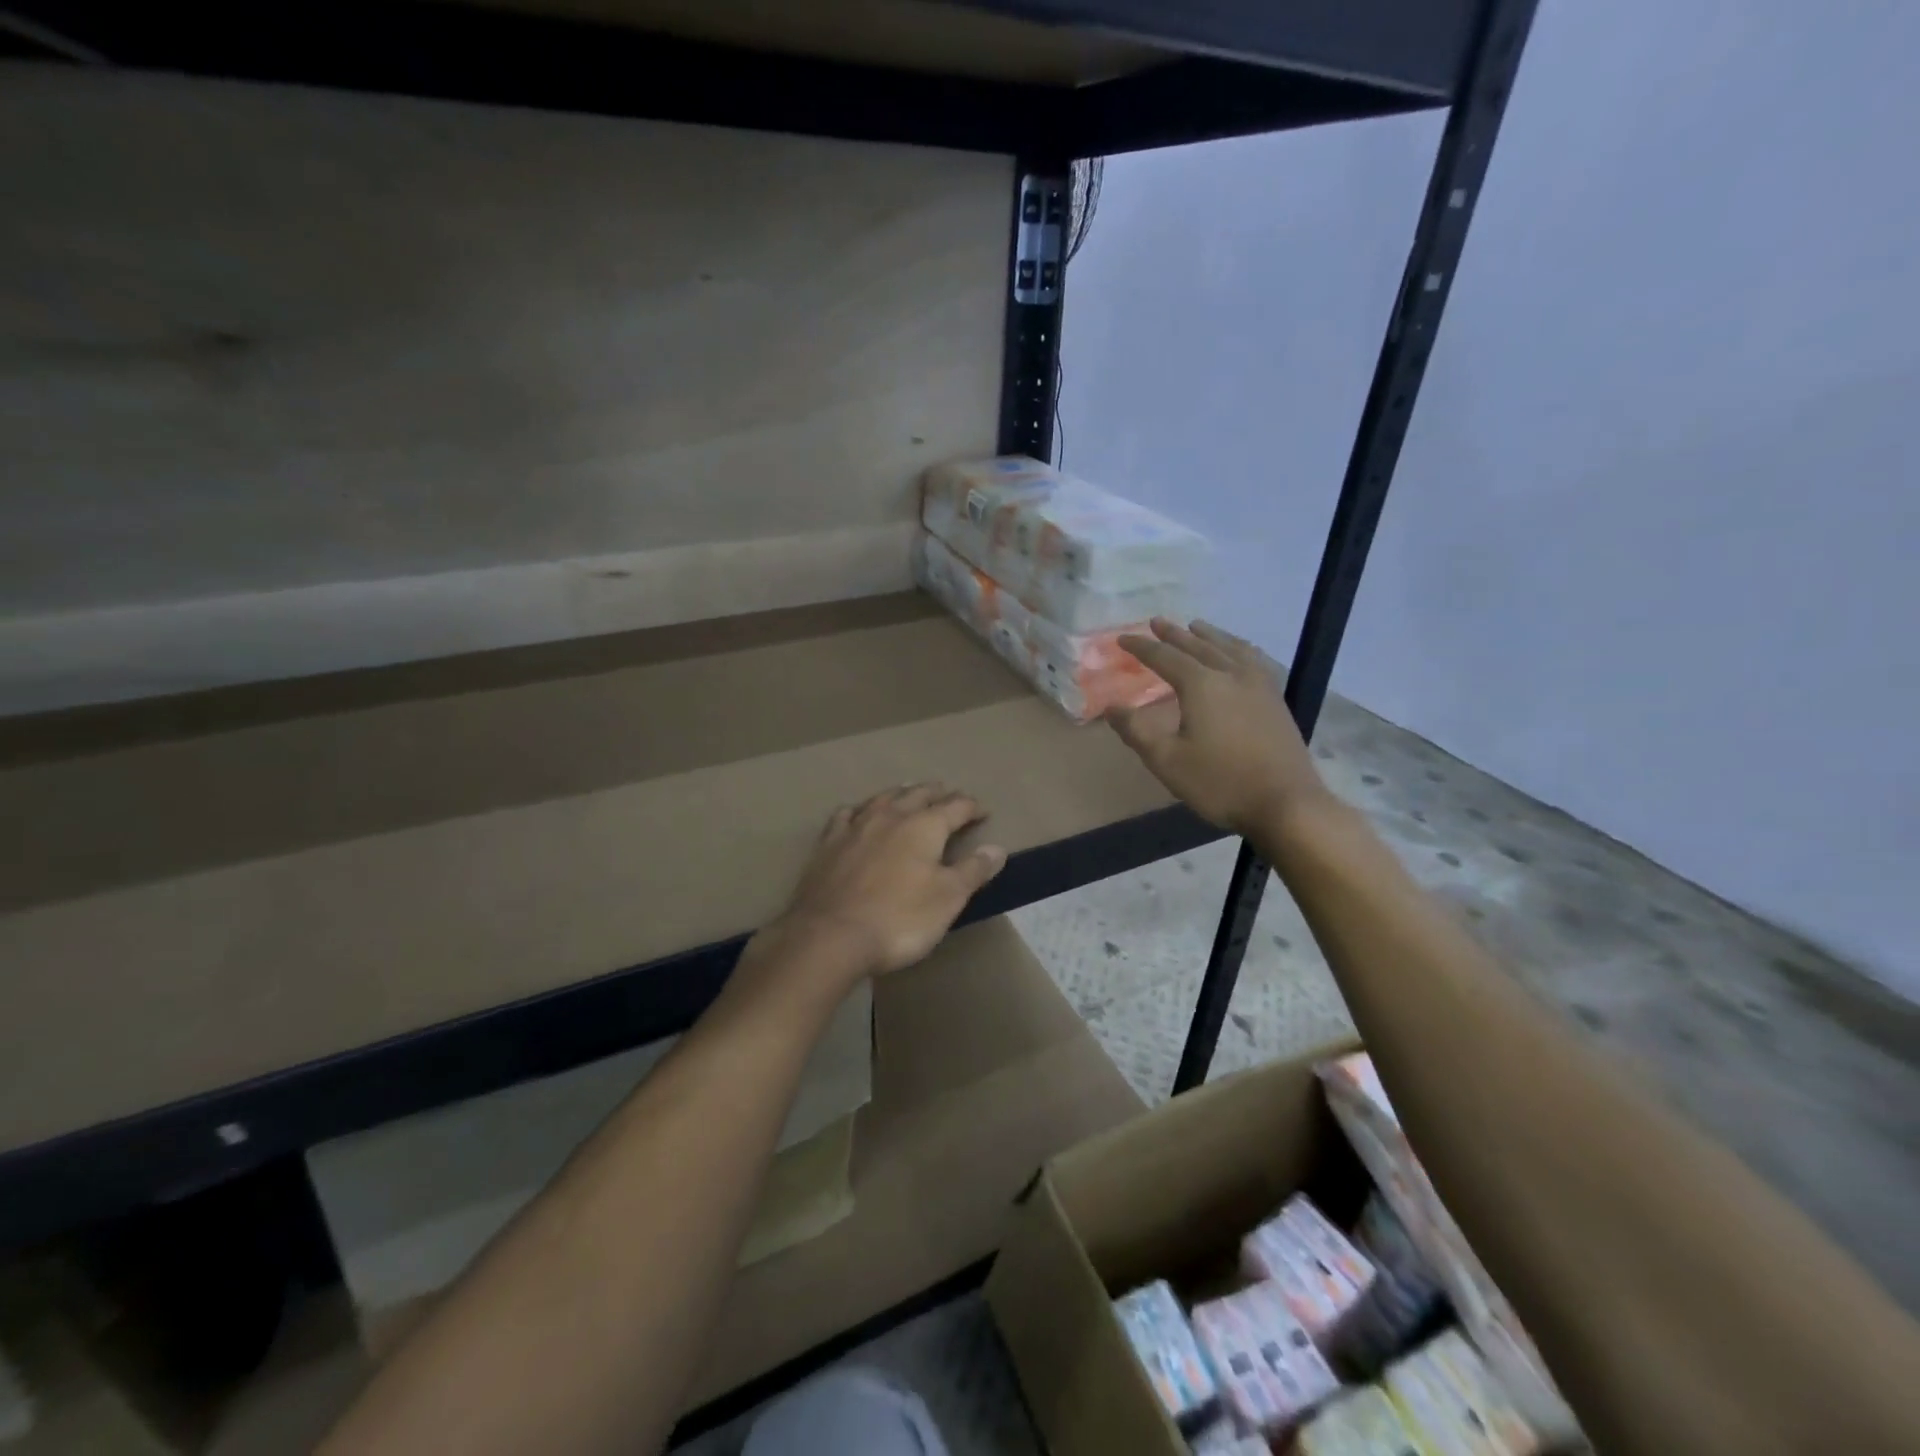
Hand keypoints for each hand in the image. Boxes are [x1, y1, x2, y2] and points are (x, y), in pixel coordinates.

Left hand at [762, 785, 1007, 983]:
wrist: (830, 935)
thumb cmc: (899, 919)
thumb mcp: (948, 899)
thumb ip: (973, 870)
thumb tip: (997, 848)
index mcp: (924, 826)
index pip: (956, 807)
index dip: (972, 807)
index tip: (983, 811)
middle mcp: (891, 816)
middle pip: (918, 795)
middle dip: (937, 793)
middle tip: (948, 794)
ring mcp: (856, 826)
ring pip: (883, 798)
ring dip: (901, 793)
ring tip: (910, 792)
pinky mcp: (828, 843)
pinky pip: (847, 814)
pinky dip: (860, 809)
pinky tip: (859, 814)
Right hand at [1110, 619, 1330, 836]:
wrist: (1286, 803)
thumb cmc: (1220, 782)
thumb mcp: (1167, 761)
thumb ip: (1136, 731)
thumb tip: (1111, 708)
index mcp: (1201, 685)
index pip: (1165, 657)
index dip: (1141, 647)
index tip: (1122, 638)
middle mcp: (1231, 674)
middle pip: (1198, 645)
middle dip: (1174, 634)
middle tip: (1156, 622)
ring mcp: (1259, 684)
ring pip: (1229, 648)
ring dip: (1208, 635)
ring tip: (1196, 626)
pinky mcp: (1275, 699)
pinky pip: (1252, 659)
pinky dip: (1237, 648)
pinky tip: (1239, 653)